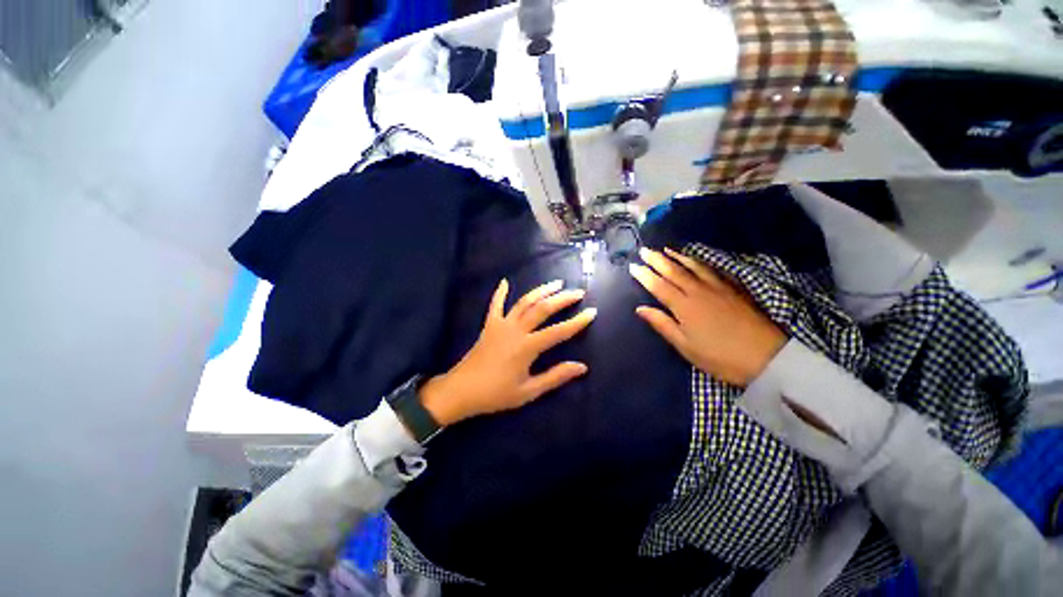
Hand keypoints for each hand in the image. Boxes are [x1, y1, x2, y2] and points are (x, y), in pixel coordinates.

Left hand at [419, 279, 595, 425]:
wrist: (462, 391)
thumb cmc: (496, 394)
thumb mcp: (528, 391)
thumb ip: (555, 377)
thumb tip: (581, 367)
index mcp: (527, 347)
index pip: (559, 331)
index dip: (577, 322)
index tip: (592, 312)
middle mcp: (516, 330)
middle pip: (543, 309)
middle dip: (562, 299)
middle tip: (578, 292)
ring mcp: (501, 325)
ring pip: (524, 302)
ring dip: (540, 291)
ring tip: (555, 283)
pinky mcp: (489, 325)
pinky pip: (495, 305)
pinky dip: (500, 293)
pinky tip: (505, 282)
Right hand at [630, 247, 786, 386]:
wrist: (767, 358)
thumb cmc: (720, 356)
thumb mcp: (686, 346)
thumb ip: (662, 324)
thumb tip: (640, 308)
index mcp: (684, 306)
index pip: (659, 286)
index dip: (645, 275)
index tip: (633, 266)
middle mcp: (698, 292)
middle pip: (674, 272)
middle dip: (657, 260)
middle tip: (644, 250)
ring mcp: (718, 288)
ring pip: (694, 267)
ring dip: (678, 257)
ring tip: (666, 249)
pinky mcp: (734, 290)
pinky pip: (712, 270)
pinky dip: (700, 262)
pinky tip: (697, 259)